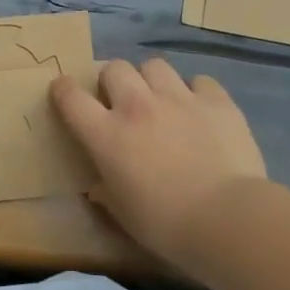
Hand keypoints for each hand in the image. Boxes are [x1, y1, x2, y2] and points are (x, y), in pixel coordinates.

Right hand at [51, 58, 267, 274]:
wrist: (226, 218)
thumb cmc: (165, 224)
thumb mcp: (124, 214)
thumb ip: (107, 194)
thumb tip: (98, 188)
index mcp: (107, 135)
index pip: (71, 97)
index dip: (63, 90)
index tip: (64, 92)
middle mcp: (138, 106)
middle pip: (115, 69)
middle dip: (113, 80)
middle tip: (121, 101)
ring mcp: (179, 99)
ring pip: (154, 65)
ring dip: (151, 79)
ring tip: (161, 98)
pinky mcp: (217, 101)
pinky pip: (200, 80)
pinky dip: (196, 91)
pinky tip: (201, 109)